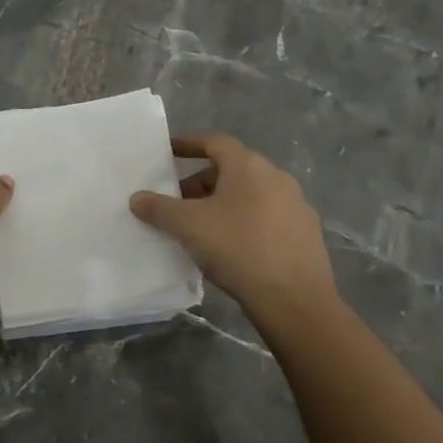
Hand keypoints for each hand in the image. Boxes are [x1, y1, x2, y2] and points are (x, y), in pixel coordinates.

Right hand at [129, 133, 339, 338]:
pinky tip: (230, 247)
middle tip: (177, 201)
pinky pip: (266, 217)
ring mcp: (296, 206)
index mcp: (249, 166)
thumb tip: (136, 198)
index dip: (188, 144)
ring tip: (200, 227)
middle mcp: (276, 177)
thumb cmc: (238, 249)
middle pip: (231, 169)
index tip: (168, 152)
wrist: (295, 301)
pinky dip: (244, 222)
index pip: (214, 142)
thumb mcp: (188, 226)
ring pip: (250, 194)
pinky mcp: (306, 234)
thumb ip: (159, 208)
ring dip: (223, 203)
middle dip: (201, 182)